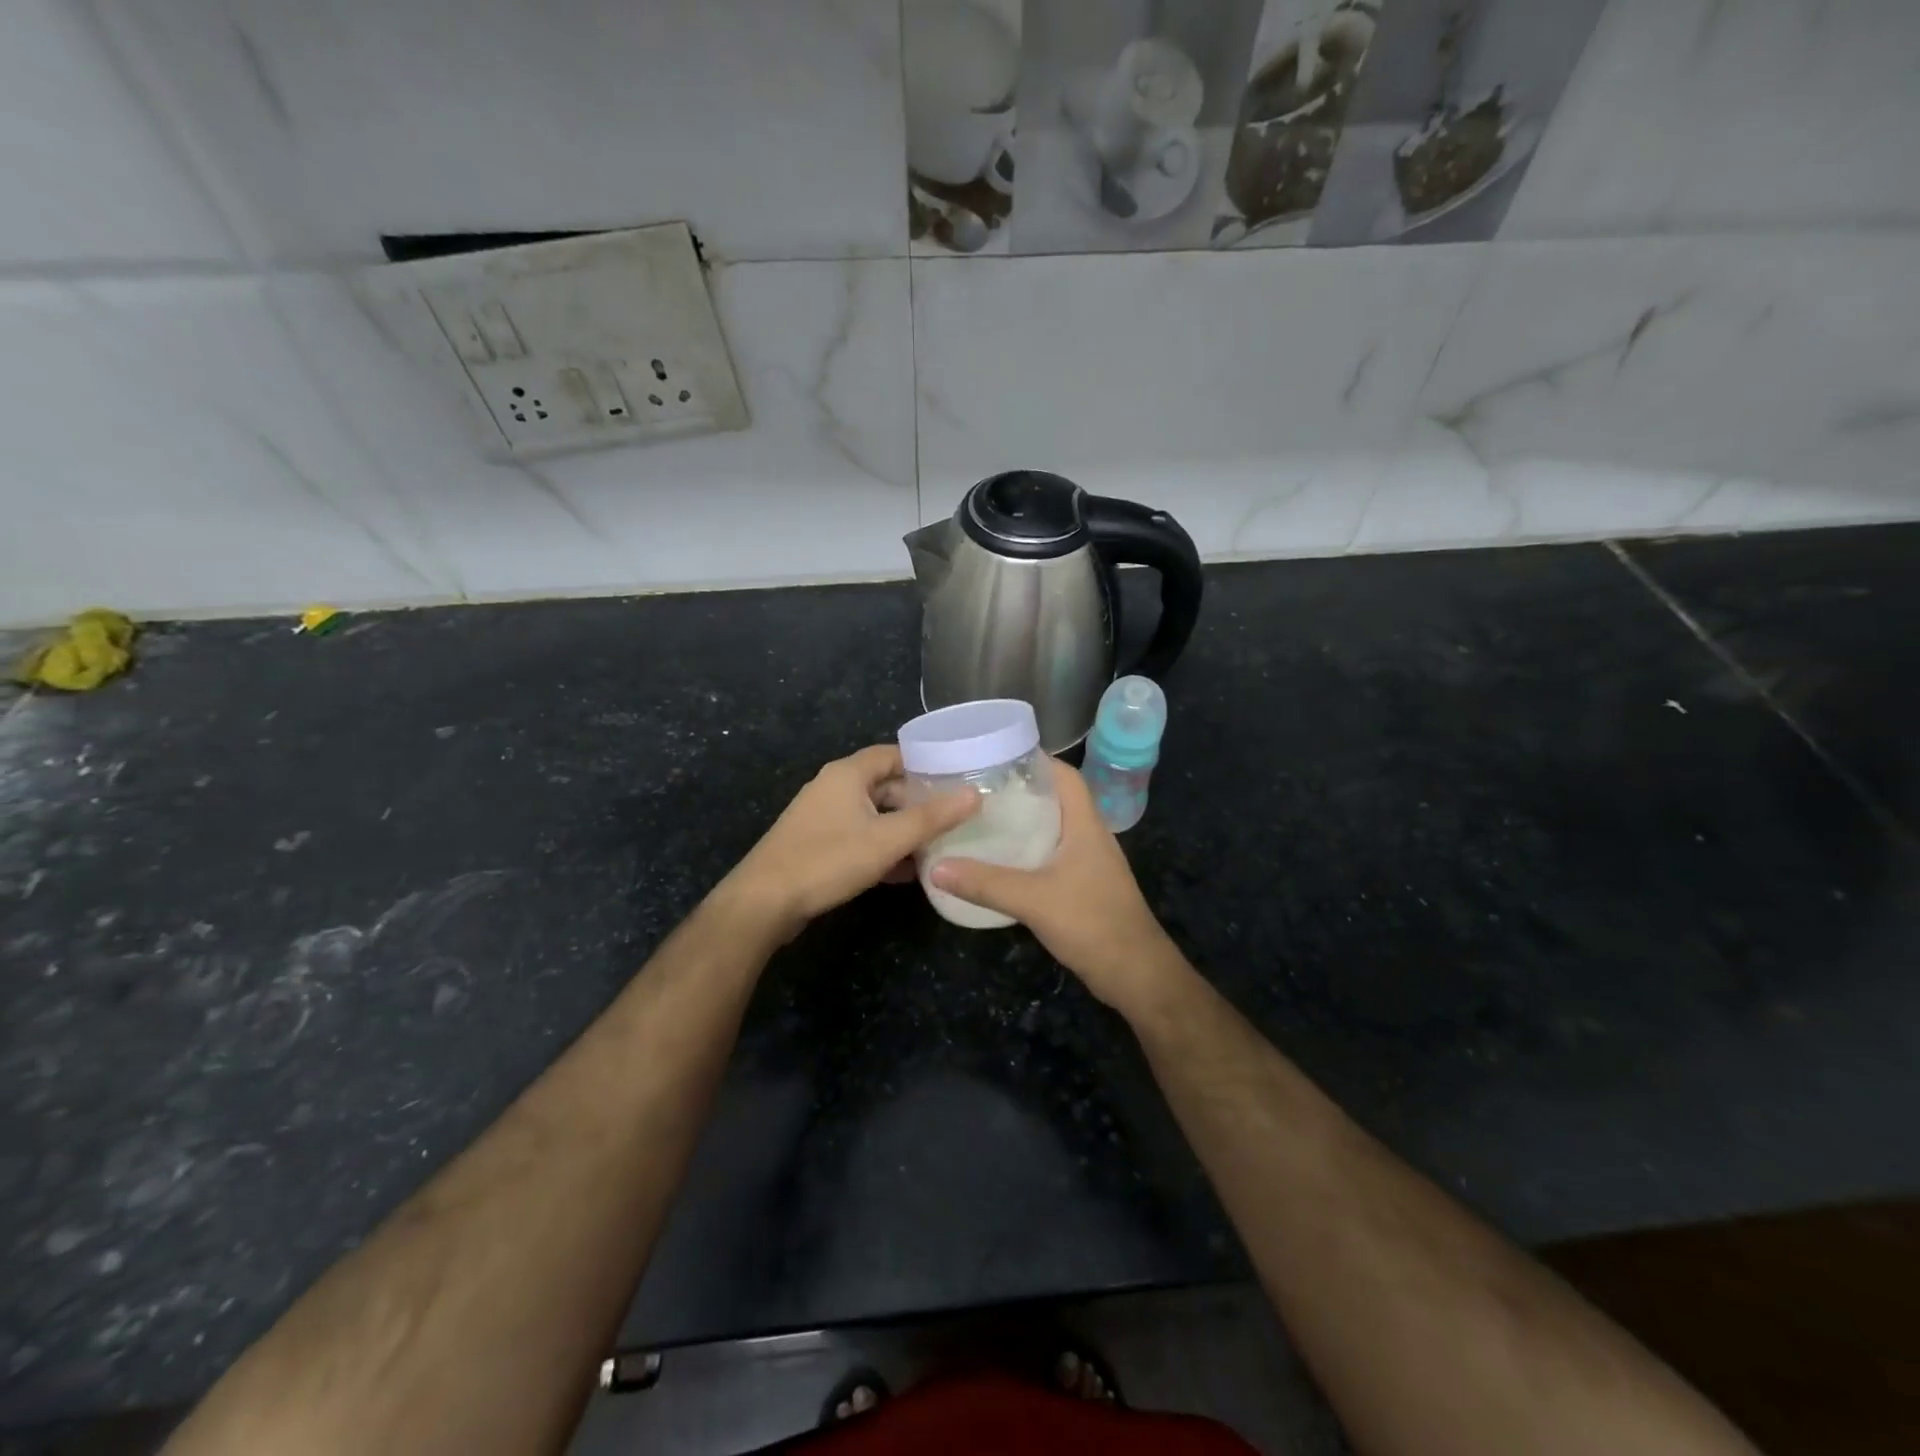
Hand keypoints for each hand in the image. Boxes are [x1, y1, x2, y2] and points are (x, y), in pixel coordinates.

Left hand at [723, 744, 978, 938]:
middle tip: (954, 817)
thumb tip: (974, 795)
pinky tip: (906, 871)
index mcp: (848, 774)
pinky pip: (859, 837)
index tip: (957, 779)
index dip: (925, 764)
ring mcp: (823, 817)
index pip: (894, 754)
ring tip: (938, 845)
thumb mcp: (887, 839)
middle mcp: (834, 788)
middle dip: (918, 801)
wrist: (764, 902)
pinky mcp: (817, 844)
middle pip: (885, 785)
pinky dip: (883, 847)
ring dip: (902, 828)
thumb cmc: (827, 860)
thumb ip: (932, 818)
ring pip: (874, 815)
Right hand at [930, 763, 1183, 1012]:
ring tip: (983, 818)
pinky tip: (1001, 860)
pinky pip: (1052, 855)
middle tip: (978, 787)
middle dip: (1020, 789)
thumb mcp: (1033, 900)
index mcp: (1086, 825)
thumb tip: (936, 867)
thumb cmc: (1092, 923)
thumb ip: (984, 883)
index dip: (1037, 760)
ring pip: (1053, 829)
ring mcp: (1089, 863)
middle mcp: (1090, 836)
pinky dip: (1028, 850)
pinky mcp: (1084, 886)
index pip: (1065, 776)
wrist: (1135, 974)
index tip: (997, 756)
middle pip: (1056, 799)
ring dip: (1023, 821)